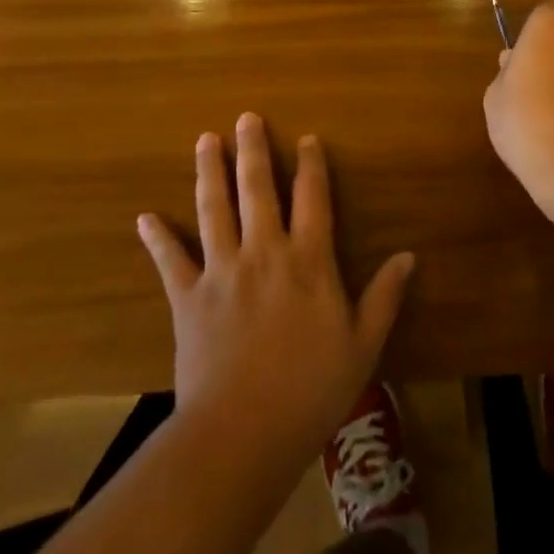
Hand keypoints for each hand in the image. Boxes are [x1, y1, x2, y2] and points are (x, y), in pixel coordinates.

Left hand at [137, 115, 413, 474]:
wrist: (242, 435)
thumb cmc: (311, 390)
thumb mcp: (362, 345)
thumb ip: (384, 297)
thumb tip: (408, 256)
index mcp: (308, 261)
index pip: (312, 198)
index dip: (311, 165)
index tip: (306, 138)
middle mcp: (264, 252)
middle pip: (258, 189)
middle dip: (253, 150)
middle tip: (246, 118)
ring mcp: (222, 271)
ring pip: (214, 209)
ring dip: (210, 172)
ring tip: (206, 140)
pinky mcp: (188, 298)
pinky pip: (170, 261)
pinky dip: (157, 238)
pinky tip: (144, 217)